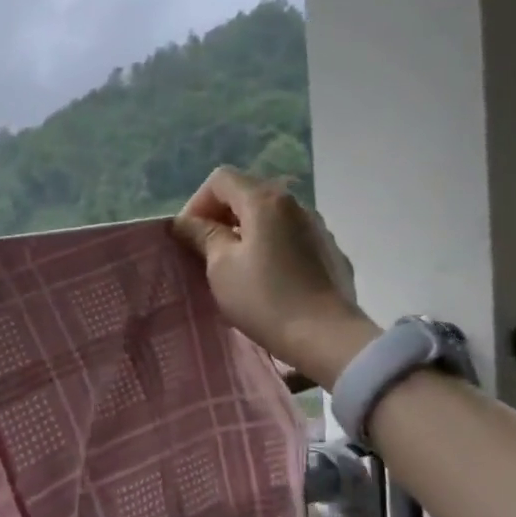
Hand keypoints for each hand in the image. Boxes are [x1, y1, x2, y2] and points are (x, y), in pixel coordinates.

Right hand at [171, 166, 378, 386]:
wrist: (326, 336)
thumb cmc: (265, 298)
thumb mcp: (221, 267)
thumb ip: (202, 235)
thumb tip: (185, 222)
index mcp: (265, 201)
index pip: (221, 179)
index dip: (196, 203)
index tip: (189, 237)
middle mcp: (296, 204)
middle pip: (248, 194)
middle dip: (220, 217)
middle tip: (205, 252)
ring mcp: (317, 228)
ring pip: (270, 218)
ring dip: (246, 233)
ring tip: (235, 267)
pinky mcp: (329, 252)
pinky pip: (290, 238)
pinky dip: (270, 247)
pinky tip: (267, 280)